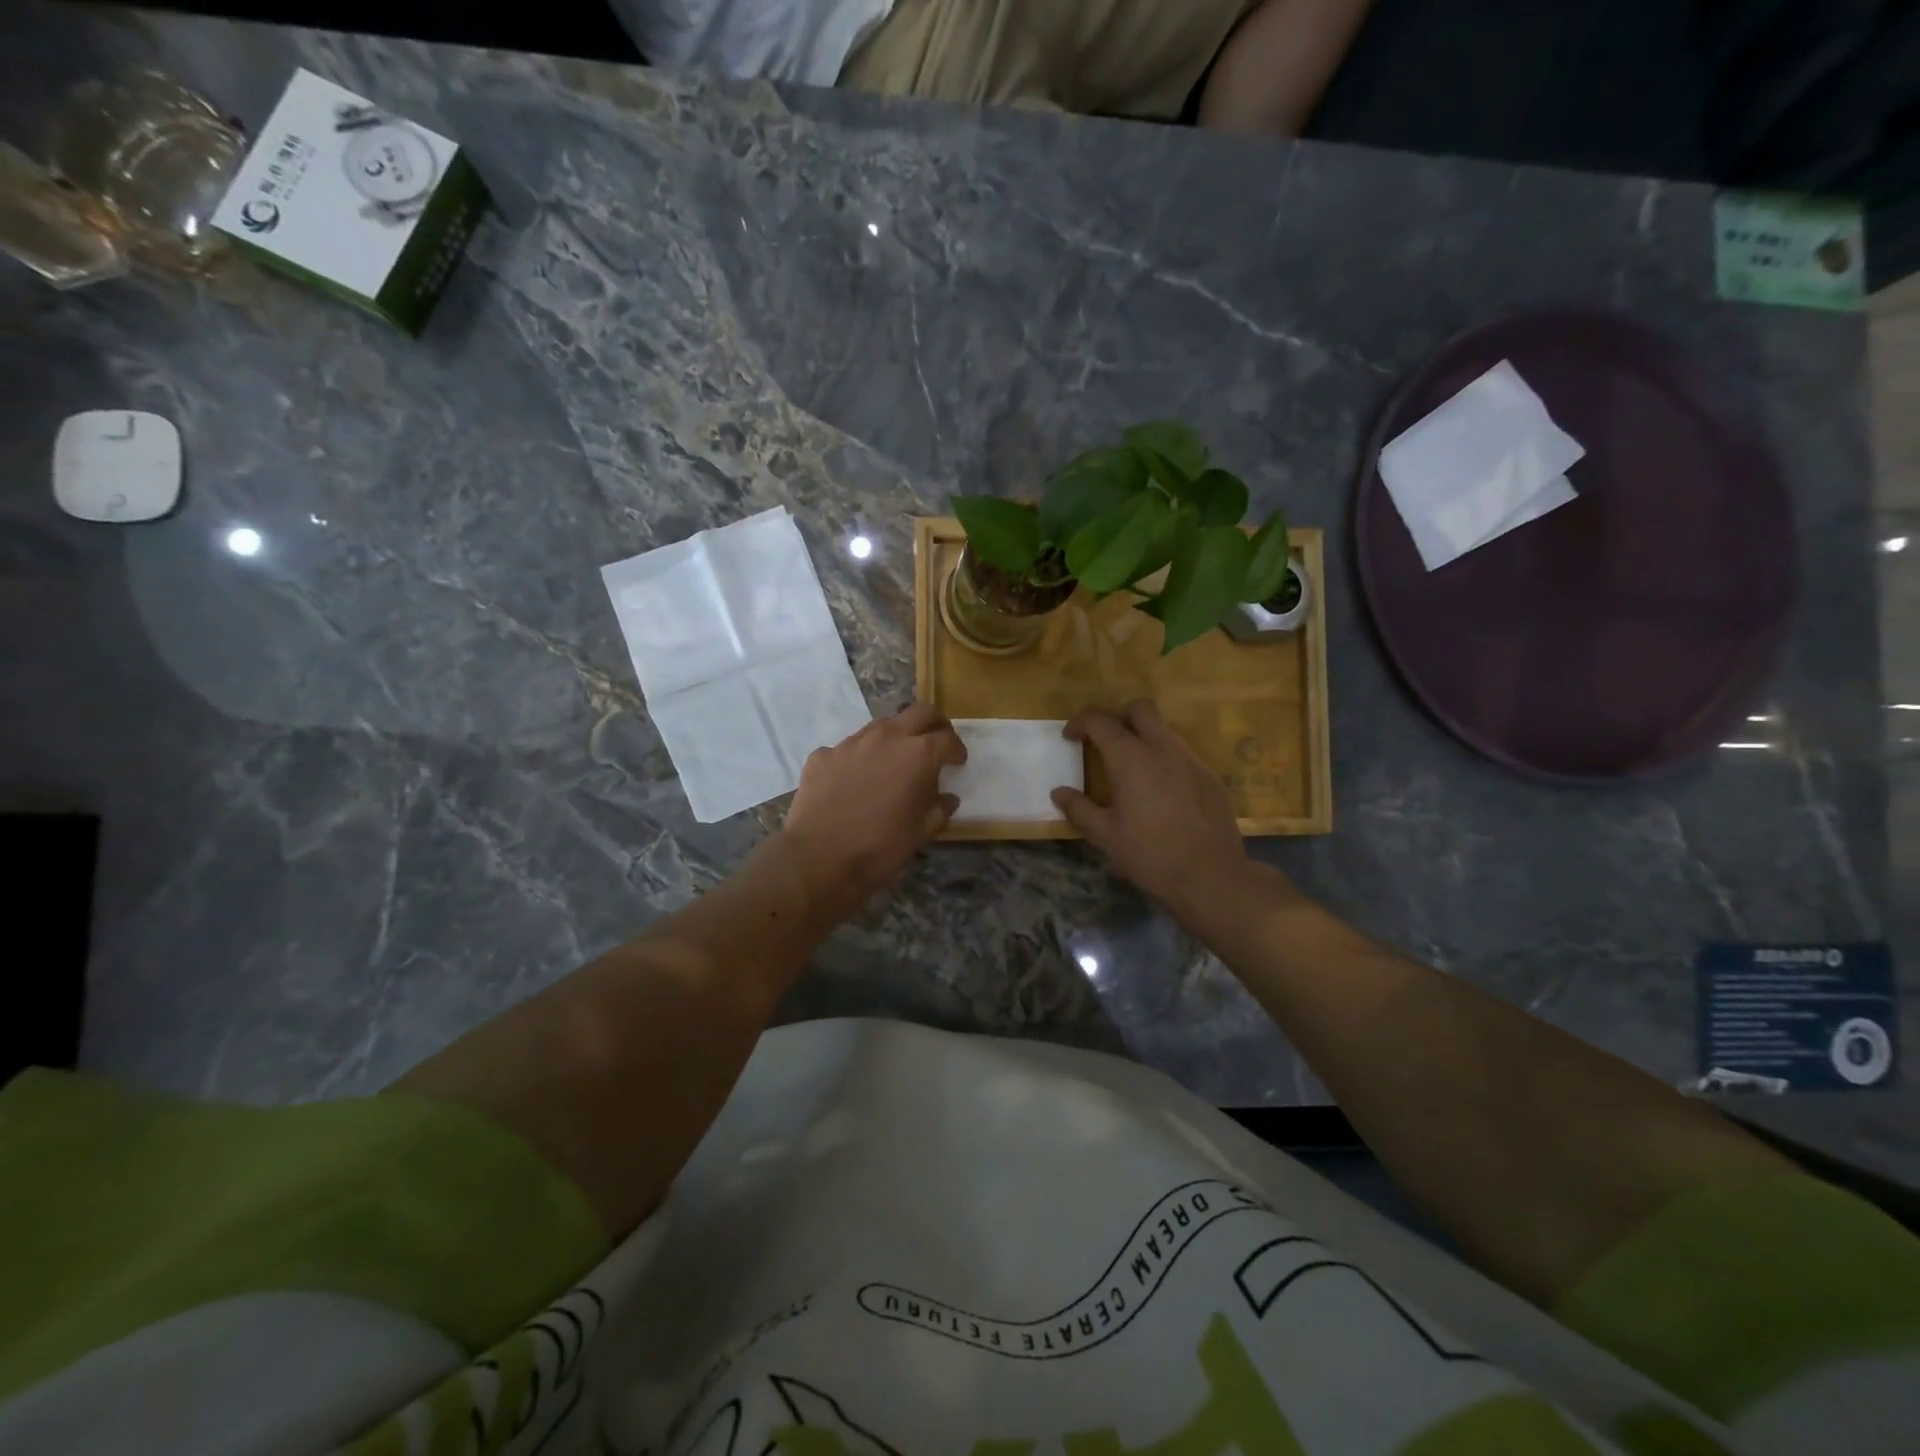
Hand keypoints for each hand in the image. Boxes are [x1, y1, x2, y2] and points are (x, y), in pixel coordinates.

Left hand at [779, 703, 965, 925]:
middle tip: (935, 742)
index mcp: (918, 755)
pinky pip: (847, 749)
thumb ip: (938, 810)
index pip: (947, 738)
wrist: (818, 859)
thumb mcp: (920, 833)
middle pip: (919, 712)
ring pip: (881, 726)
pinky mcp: (823, 755)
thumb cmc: (879, 848)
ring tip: (893, 762)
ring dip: (894, 738)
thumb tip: (947, 799)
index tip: (957, 761)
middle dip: (933, 724)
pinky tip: (854, 781)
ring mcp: (851, 743)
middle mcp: (886, 738)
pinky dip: (858, 759)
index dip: (956, 749)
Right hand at [1052, 701, 1249, 920]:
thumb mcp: (1105, 835)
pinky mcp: (1210, 777)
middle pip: (1139, 709)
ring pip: (1164, 730)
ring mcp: (1191, 760)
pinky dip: (1165, 759)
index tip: (1070, 738)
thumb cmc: (1150, 854)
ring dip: (1143, 737)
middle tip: (1105, 742)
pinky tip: (1161, 791)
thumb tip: (1059, 793)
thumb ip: (1078, 809)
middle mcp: (1163, 748)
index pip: (1100, 720)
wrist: (1211, 876)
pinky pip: (1183, 754)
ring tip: (1132, 769)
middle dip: (1118, 717)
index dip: (1080, 723)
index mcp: (1131, 758)